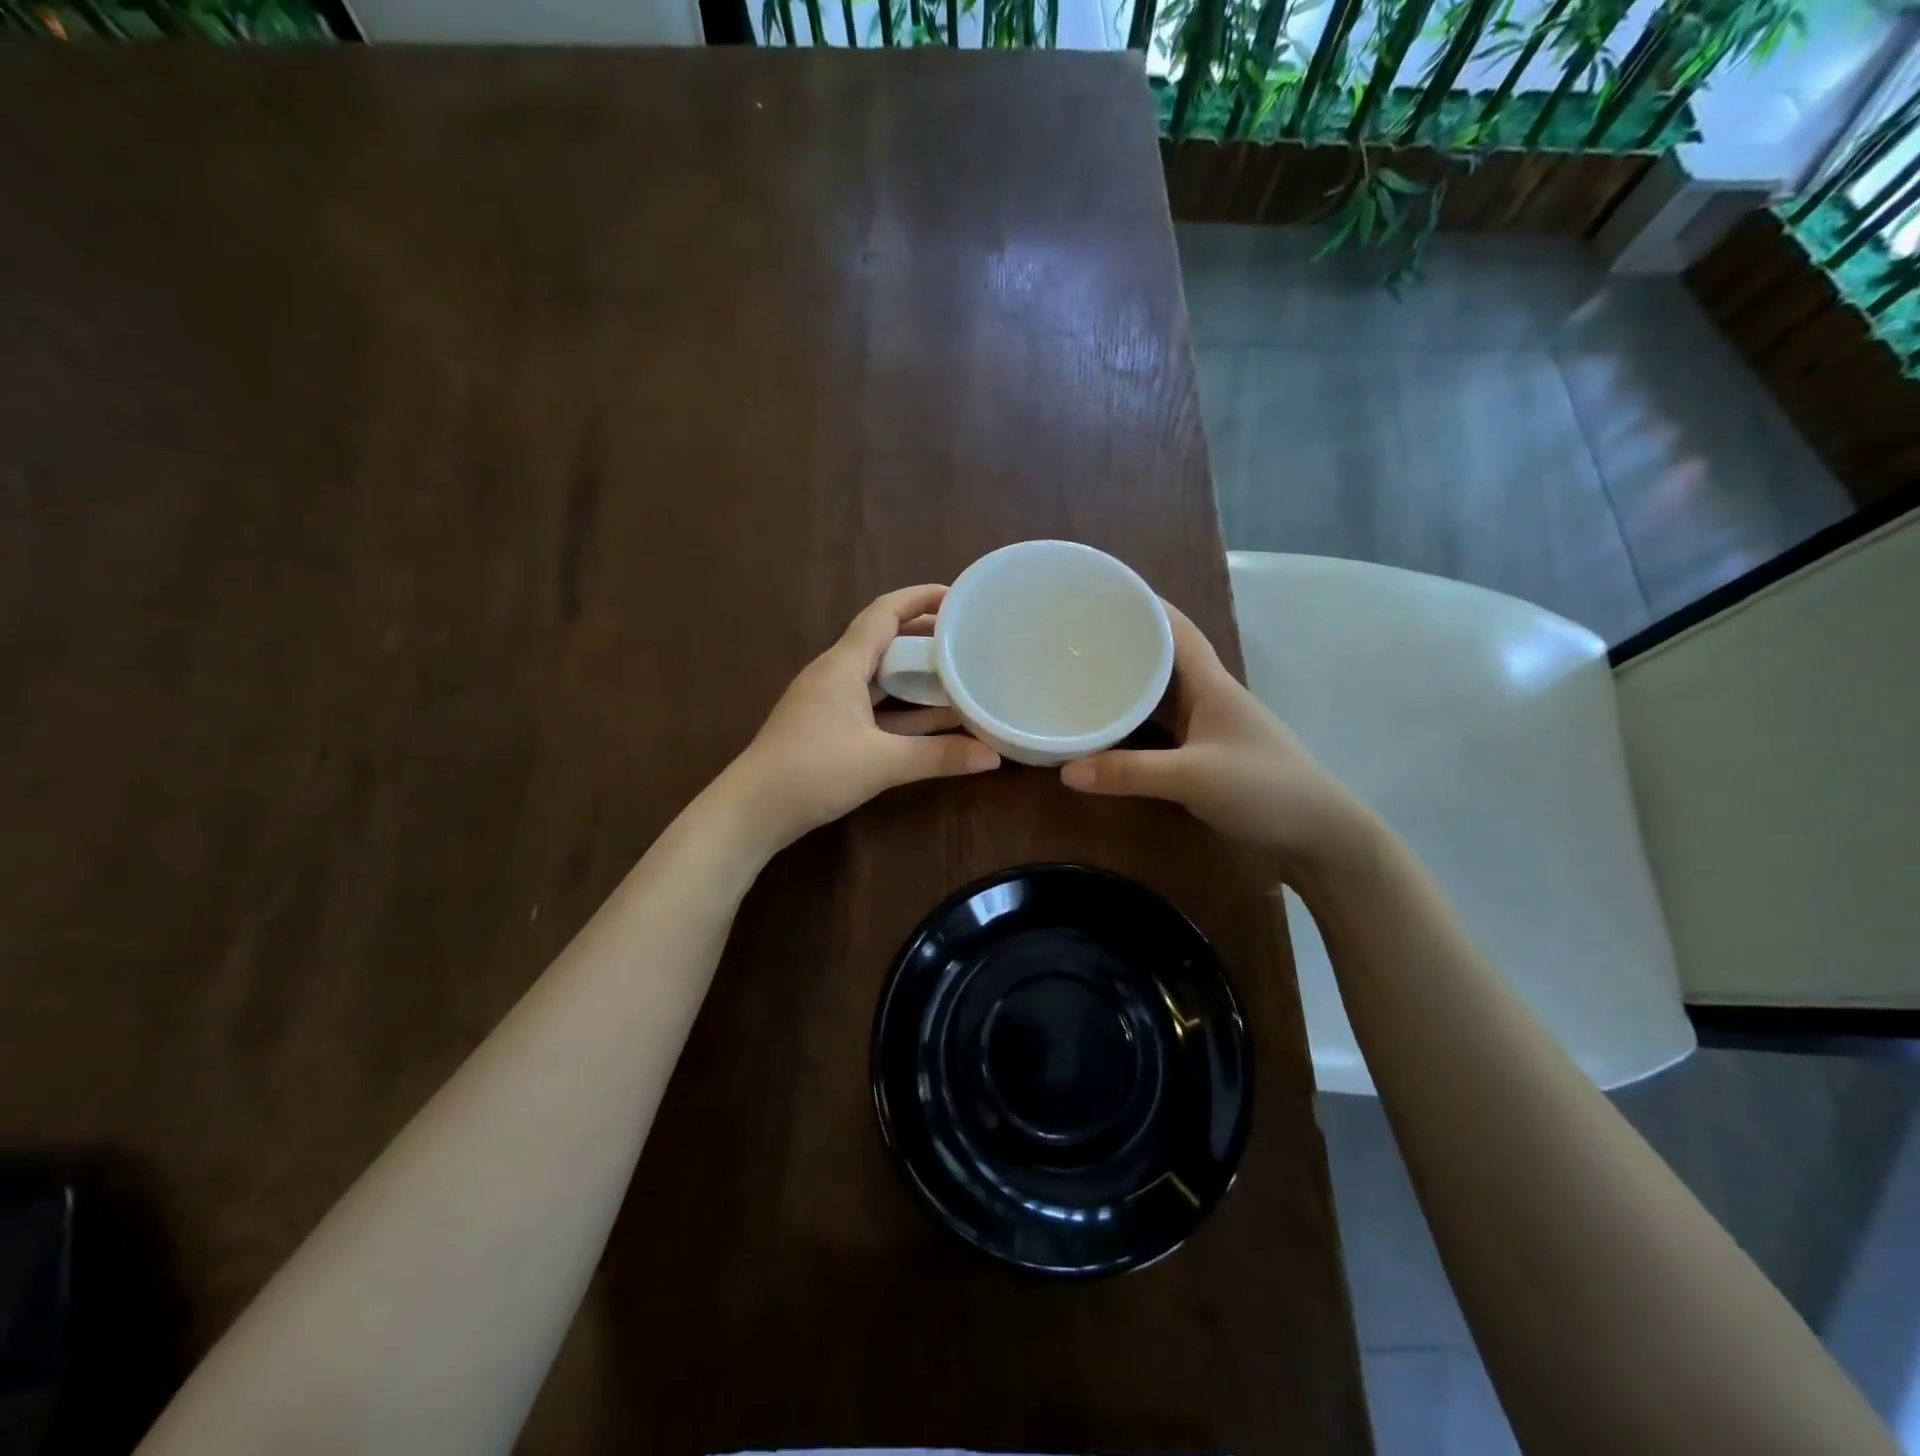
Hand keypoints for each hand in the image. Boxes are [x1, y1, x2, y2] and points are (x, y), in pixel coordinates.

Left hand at [726, 585, 999, 851]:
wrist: (752, 811)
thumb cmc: (813, 772)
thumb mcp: (882, 763)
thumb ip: (939, 756)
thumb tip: (994, 757)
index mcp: (843, 664)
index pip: (884, 612)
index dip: (920, 598)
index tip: (958, 596)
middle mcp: (834, 673)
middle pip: (883, 640)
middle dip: (924, 636)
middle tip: (965, 639)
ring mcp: (828, 700)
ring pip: (879, 675)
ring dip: (914, 674)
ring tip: (956, 674)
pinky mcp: (826, 726)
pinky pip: (872, 703)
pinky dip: (901, 707)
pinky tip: (929, 720)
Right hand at [1059, 602, 1369, 874]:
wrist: (1317, 837)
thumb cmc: (1265, 790)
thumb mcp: (1193, 777)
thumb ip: (1130, 773)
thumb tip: (1065, 770)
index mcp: (1211, 685)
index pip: (1176, 629)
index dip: (1145, 606)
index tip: (1103, 595)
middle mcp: (1208, 699)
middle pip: (1162, 660)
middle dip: (1124, 645)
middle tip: (1076, 640)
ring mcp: (1207, 730)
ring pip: (1160, 696)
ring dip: (1128, 685)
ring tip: (1082, 677)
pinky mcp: (1204, 758)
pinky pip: (1159, 730)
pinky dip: (1133, 725)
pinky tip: (1108, 729)